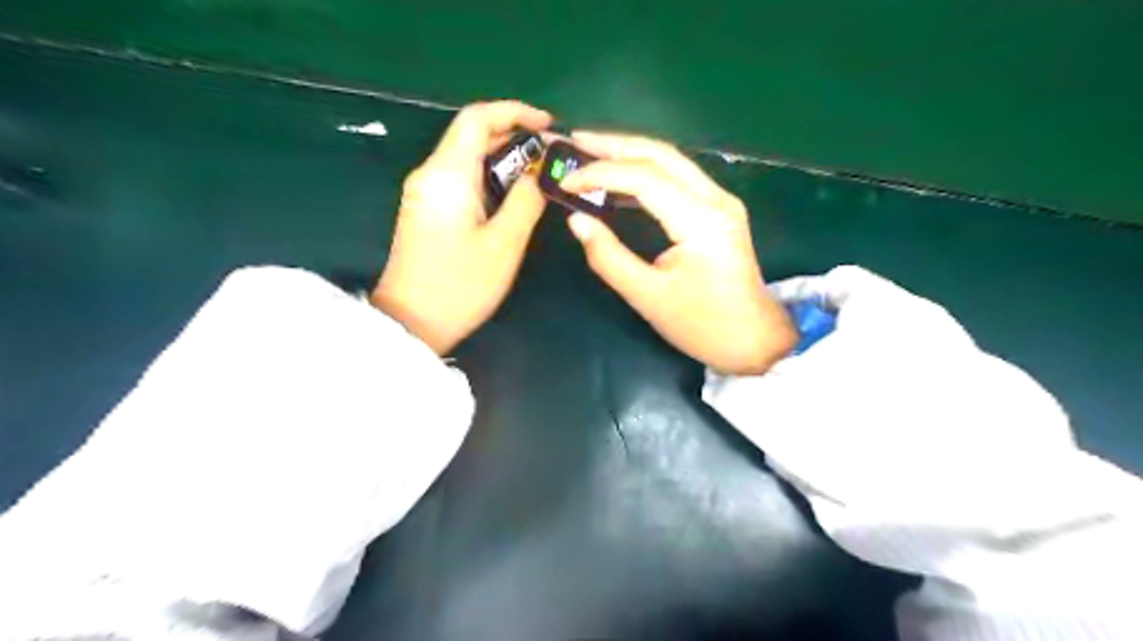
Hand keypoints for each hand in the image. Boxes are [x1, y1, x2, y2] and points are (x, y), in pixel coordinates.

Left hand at [374, 102, 551, 356]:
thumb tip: (541, 173)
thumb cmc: (461, 285)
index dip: (515, 112)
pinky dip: (490, 178)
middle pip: (471, 134)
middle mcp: (431, 174)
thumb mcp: (504, 243)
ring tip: (541, 174)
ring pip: (467, 157)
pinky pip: (461, 179)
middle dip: (514, 136)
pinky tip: (513, 195)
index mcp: (447, 174)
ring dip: (504, 158)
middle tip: (552, 156)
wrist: (412, 324)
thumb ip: (527, 201)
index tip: (549, 126)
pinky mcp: (427, 210)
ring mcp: (425, 192)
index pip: (477, 118)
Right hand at [562, 129, 796, 376]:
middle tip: (574, 142)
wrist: (753, 339)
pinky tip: (619, 181)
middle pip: (661, 154)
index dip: (600, 174)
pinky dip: (645, 173)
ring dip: (629, 154)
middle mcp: (716, 199)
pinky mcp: (719, 210)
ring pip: (671, 161)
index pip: (644, 178)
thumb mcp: (647, 297)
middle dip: (614, 144)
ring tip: (589, 154)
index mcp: (701, 221)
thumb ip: (608, 255)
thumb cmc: (701, 326)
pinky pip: (678, 178)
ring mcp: (721, 201)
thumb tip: (576, 220)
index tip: (566, 182)